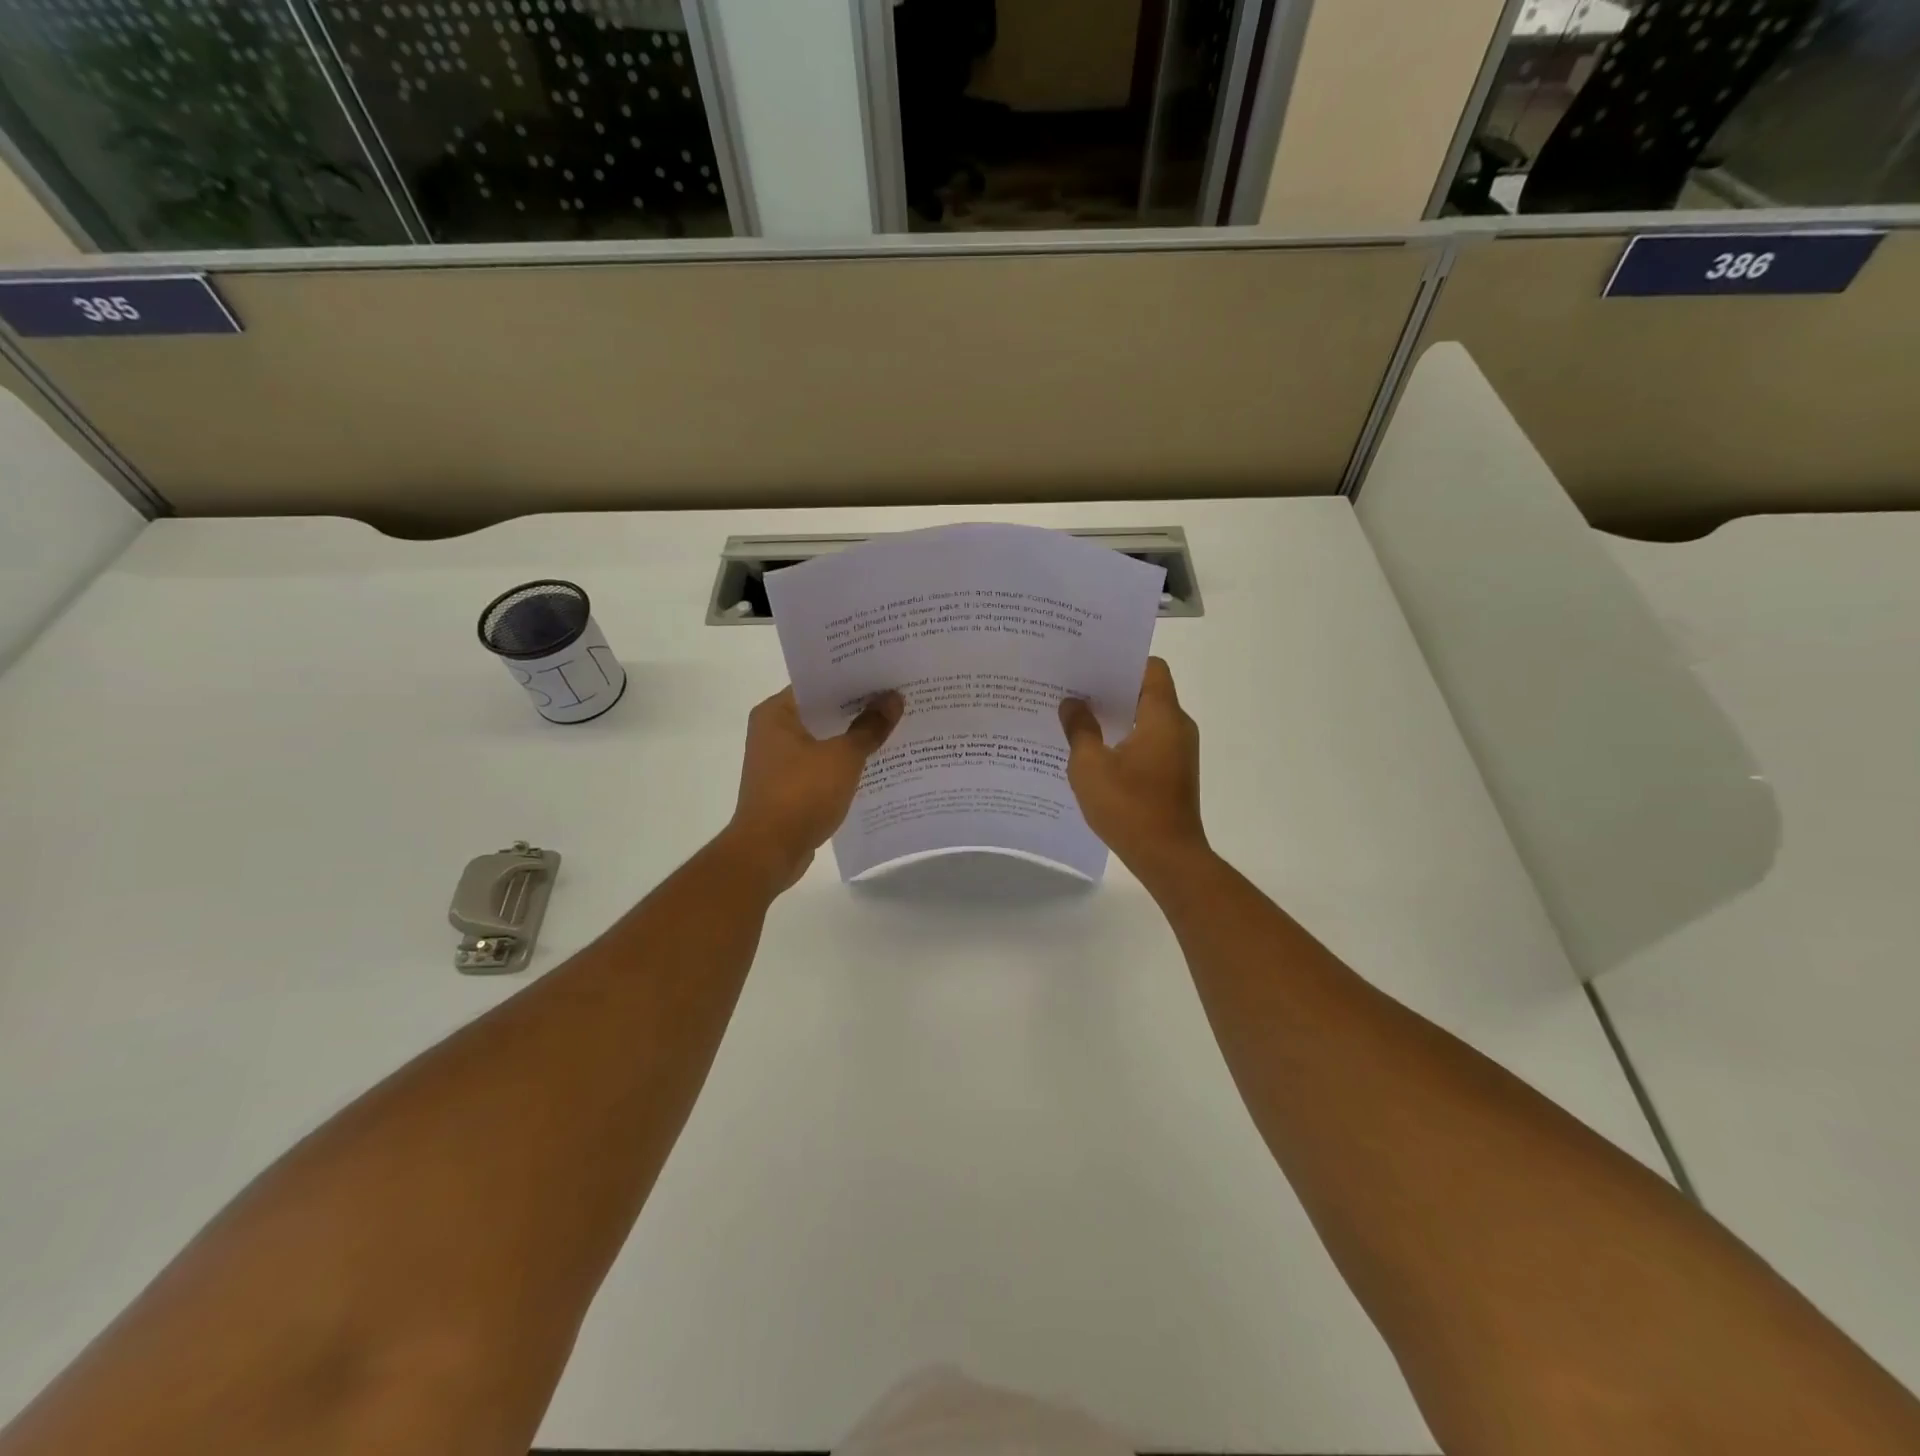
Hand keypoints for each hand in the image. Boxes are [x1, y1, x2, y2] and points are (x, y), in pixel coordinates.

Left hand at [725, 686, 903, 891]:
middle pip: (823, 711)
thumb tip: (893, 699)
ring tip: (894, 727)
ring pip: (824, 739)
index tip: (885, 674)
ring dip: (853, 737)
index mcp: (776, 713)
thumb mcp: (843, 757)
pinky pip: (823, 765)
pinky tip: (877, 763)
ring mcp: (779, 761)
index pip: (817, 683)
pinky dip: (845, 763)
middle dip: (858, 708)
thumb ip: (869, 727)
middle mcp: (773, 731)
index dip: (852, 678)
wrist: (769, 852)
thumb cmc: (801, 794)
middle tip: (898, 697)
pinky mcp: (789, 786)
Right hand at [1059, 657, 1207, 879]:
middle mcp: (1177, 727)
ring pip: (1145, 718)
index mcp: (1162, 716)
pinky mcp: (1173, 772)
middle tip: (1073, 687)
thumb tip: (1072, 703)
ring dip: (1115, 715)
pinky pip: (1147, 741)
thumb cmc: (1129, 807)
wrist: (1168, 857)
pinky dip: (1123, 738)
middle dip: (1111, 688)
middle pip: (1146, 691)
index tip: (1090, 663)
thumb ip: (1080, 729)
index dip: (1122, 660)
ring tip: (1077, 717)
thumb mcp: (1090, 766)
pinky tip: (1093, 751)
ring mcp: (1178, 751)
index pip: (1150, 668)